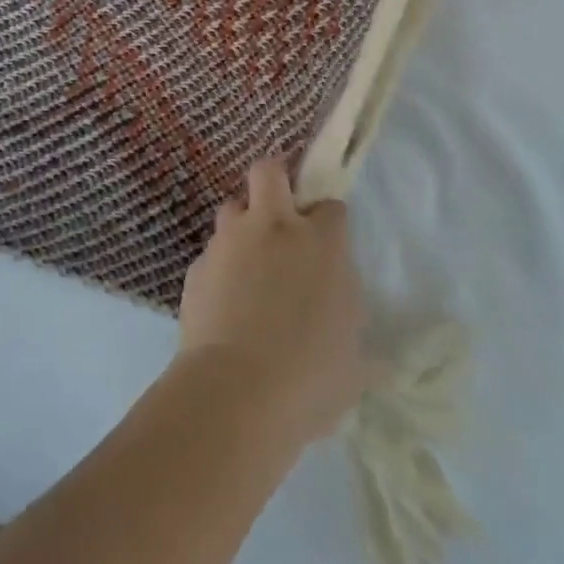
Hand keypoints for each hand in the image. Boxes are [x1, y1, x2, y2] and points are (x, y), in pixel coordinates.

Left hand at [178, 161, 368, 445]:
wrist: (235, 393)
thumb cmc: (309, 378)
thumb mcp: (353, 362)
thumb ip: (352, 335)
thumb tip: (366, 347)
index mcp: (319, 243)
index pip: (331, 207)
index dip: (330, 220)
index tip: (329, 243)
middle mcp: (272, 228)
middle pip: (269, 171)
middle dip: (276, 179)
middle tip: (281, 213)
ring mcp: (229, 242)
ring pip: (232, 207)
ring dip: (242, 224)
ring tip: (248, 261)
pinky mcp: (197, 266)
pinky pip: (211, 253)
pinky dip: (219, 266)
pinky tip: (224, 300)